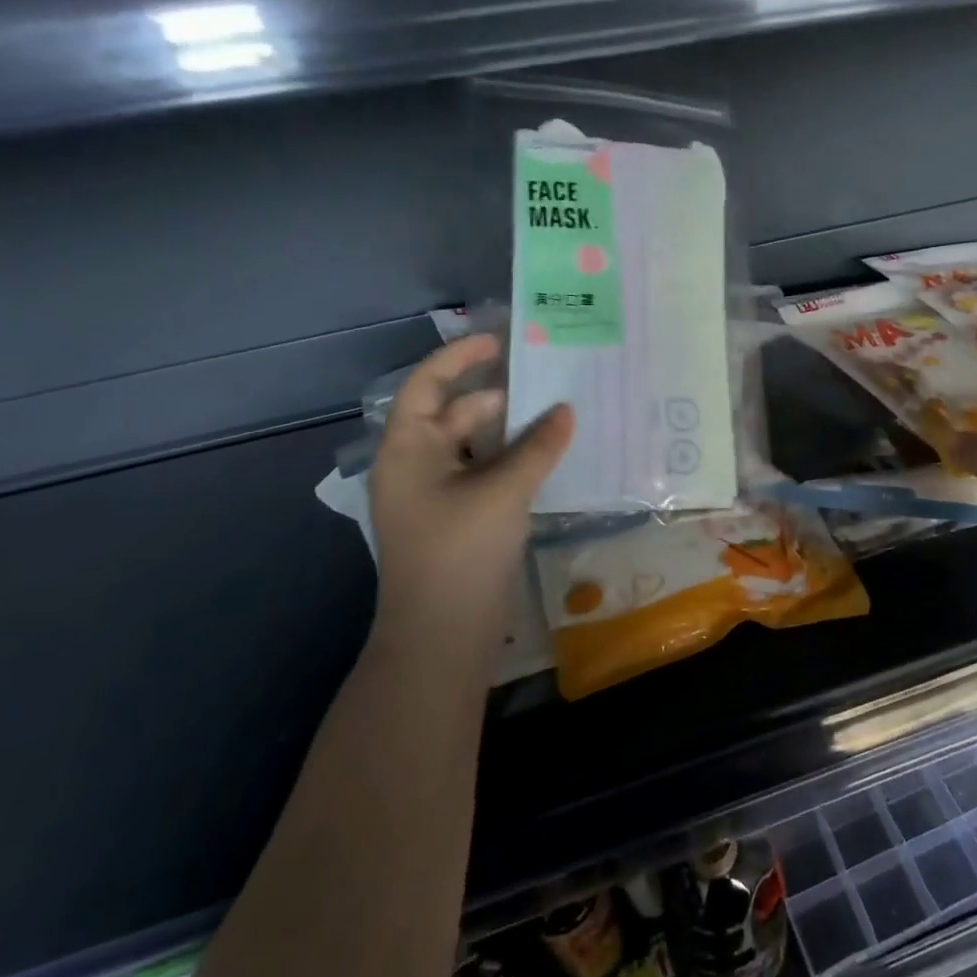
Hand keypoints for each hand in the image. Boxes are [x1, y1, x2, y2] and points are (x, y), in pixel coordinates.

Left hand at [368, 335, 573, 651]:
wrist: (442, 636)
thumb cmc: (460, 551)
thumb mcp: (503, 491)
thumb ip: (538, 446)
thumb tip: (567, 410)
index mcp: (408, 449)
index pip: (427, 385)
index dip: (459, 358)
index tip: (499, 340)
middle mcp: (418, 465)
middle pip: (456, 414)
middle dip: (499, 396)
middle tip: (549, 381)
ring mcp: (438, 496)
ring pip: (476, 447)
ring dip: (512, 431)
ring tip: (558, 415)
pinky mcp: (459, 520)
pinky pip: (486, 475)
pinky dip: (514, 461)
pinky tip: (549, 458)